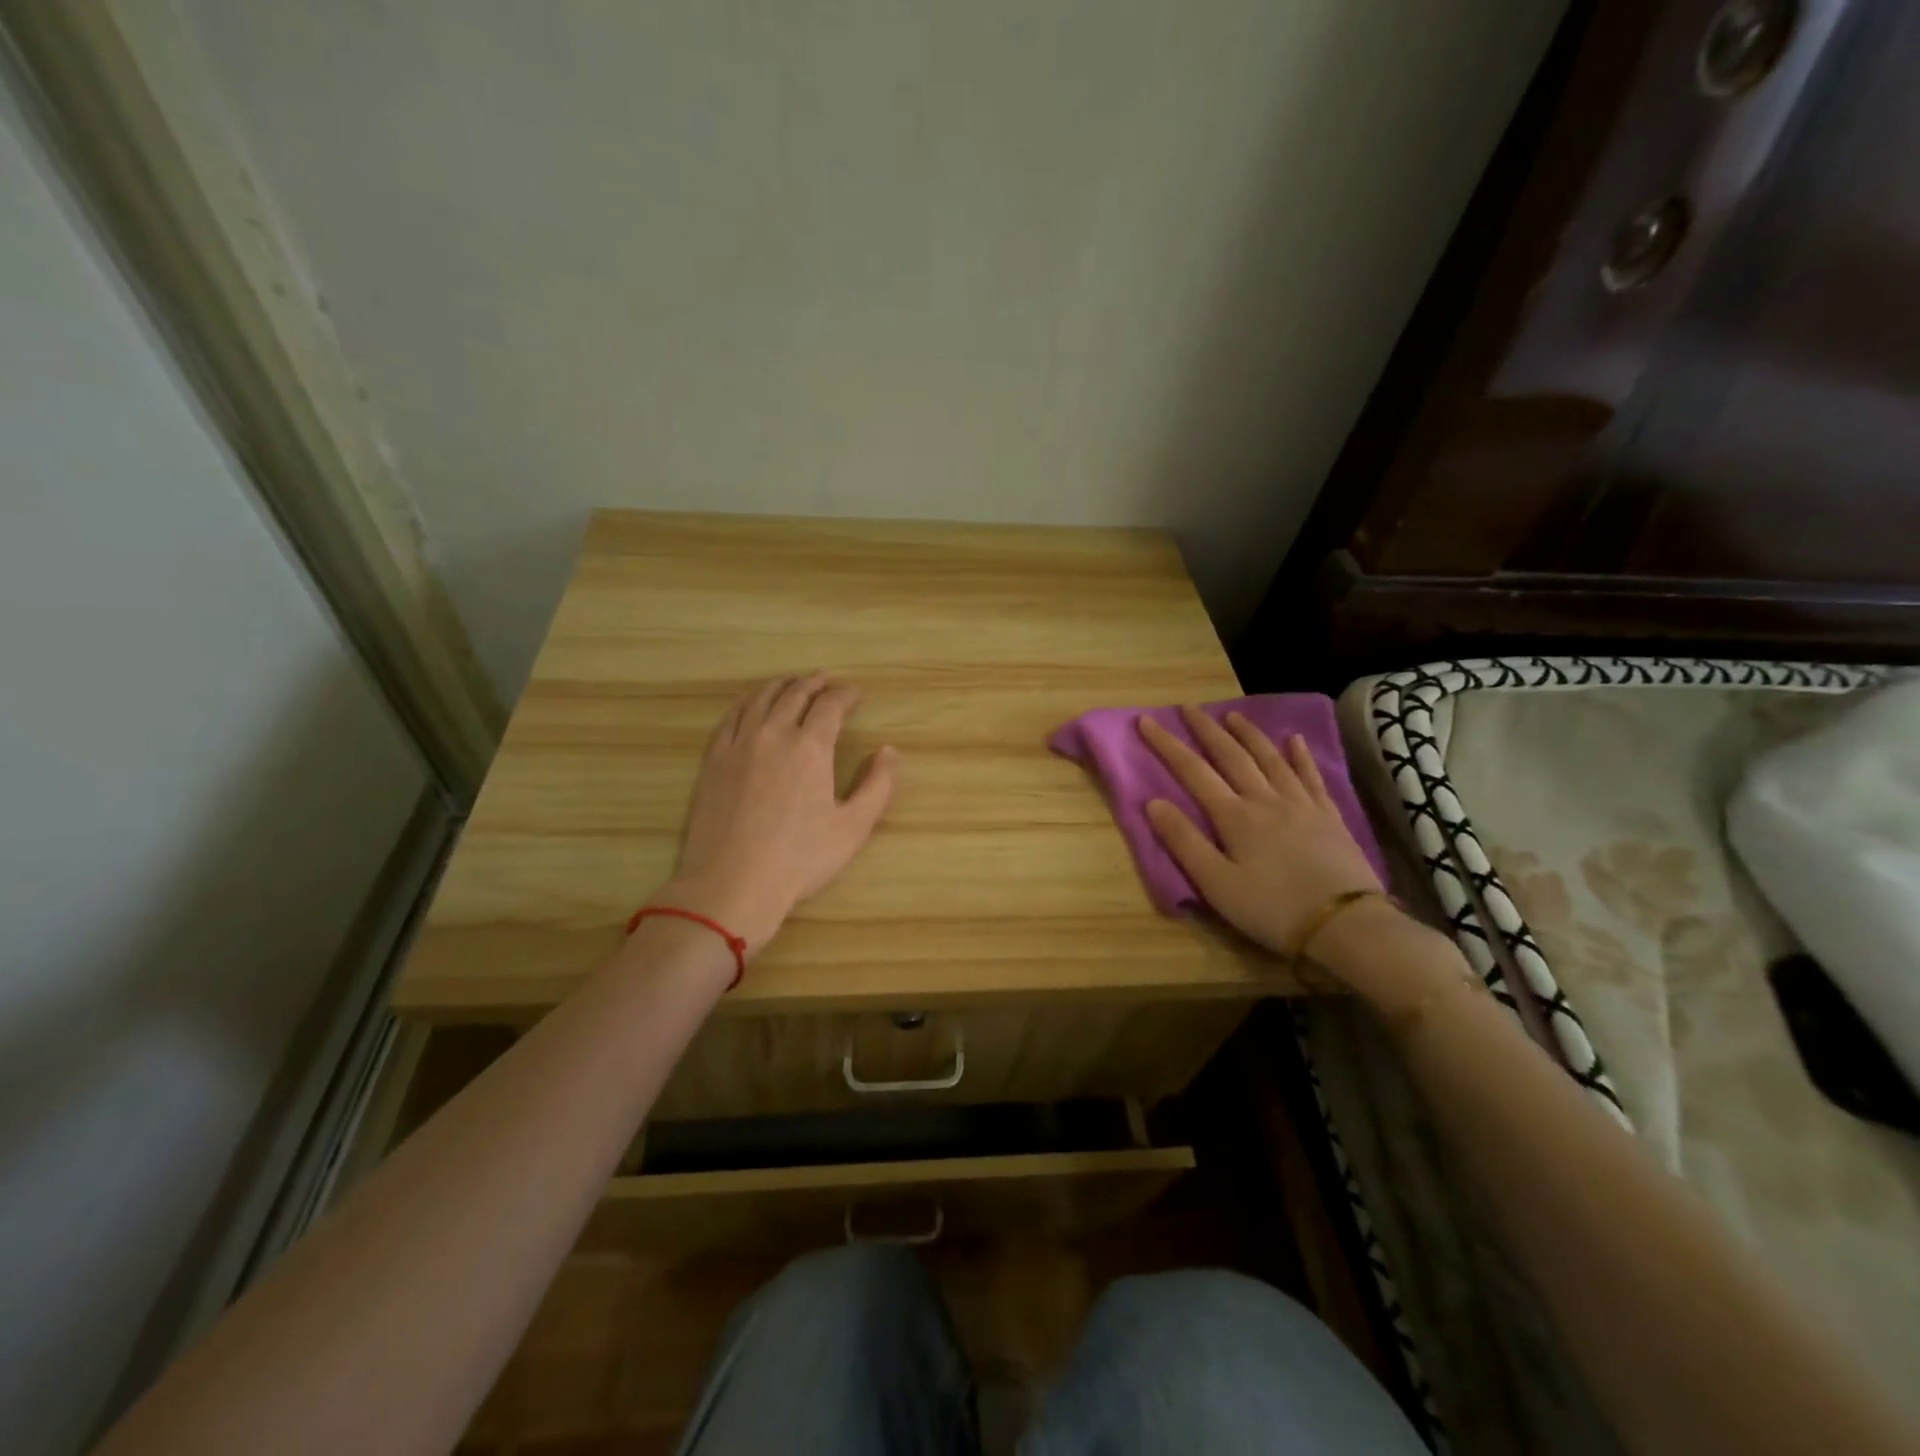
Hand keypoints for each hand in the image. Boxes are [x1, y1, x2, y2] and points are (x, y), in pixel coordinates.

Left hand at [654, 675, 896, 956]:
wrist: (732, 883)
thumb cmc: (800, 859)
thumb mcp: (853, 827)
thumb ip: (878, 785)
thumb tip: (889, 750)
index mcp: (810, 747)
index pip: (830, 705)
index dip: (845, 694)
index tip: (855, 695)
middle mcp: (773, 734)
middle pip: (795, 694)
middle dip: (814, 683)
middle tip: (826, 681)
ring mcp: (738, 744)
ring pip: (761, 699)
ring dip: (781, 686)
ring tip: (792, 683)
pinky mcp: (713, 760)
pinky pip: (730, 717)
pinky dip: (746, 702)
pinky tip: (751, 703)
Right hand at [1138, 707, 1382, 957]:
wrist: (1345, 925)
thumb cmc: (1271, 908)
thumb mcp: (1216, 883)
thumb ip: (1183, 841)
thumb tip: (1152, 802)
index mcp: (1233, 816)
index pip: (1192, 771)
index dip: (1167, 745)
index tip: (1147, 720)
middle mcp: (1265, 799)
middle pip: (1232, 755)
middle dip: (1207, 730)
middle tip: (1189, 708)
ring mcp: (1300, 804)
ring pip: (1270, 758)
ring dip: (1249, 734)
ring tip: (1233, 715)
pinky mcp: (1328, 816)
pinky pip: (1310, 775)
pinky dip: (1300, 755)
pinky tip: (1294, 740)